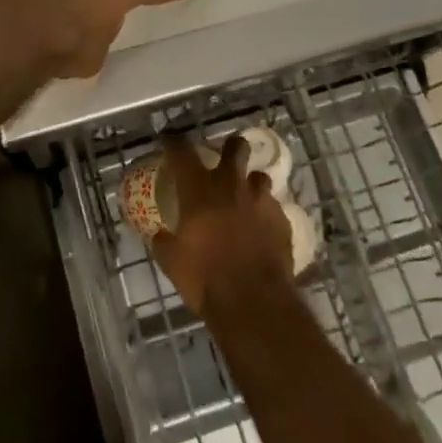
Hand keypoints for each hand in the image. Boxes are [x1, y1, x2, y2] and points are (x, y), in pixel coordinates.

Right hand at [152, 134, 294, 317]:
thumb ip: (164, 241)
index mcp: (199, 189)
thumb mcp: (171, 262)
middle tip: (224, 159)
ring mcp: (260, 201)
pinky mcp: (282, 221)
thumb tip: (159, 234)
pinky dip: (265, 214)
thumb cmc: (205, 278)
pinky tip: (261, 230)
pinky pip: (273, 208)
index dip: (174, 141)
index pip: (182, 150)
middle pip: (235, 147)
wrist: (254, 302)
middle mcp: (231, 185)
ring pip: (259, 176)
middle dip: (231, 147)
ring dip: (251, 184)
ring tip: (245, 199)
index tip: (170, 139)